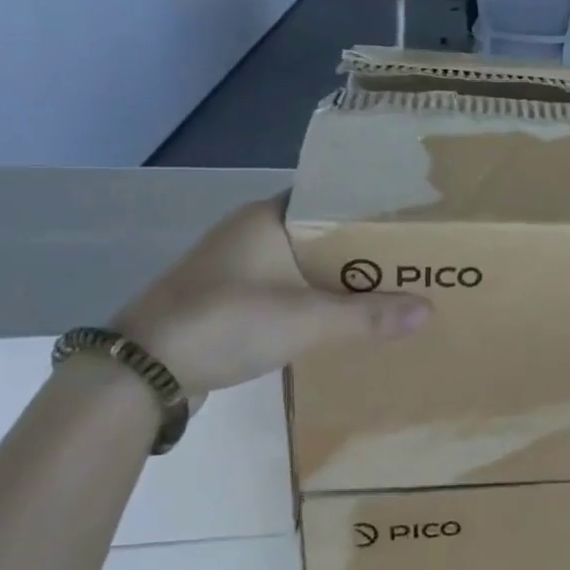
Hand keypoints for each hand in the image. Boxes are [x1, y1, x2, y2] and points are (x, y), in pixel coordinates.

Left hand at [111, 197, 428, 394]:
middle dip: (361, 247)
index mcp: (267, 217)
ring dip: (336, 275)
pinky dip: (310, 296)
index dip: (370, 208)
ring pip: (301, 261)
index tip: (408, 222)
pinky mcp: (226, 297)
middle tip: (408, 258)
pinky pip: (283, 286)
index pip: (332, 197)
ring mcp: (234, 265)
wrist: (141, 372)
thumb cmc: (228, 322)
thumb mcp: (308, 320)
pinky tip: (337, 315)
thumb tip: (429, 310)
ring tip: (384, 286)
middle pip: (321, 231)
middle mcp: (250, 232)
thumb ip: (369, 316)